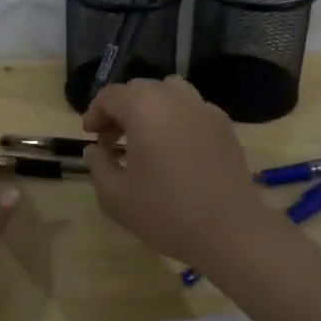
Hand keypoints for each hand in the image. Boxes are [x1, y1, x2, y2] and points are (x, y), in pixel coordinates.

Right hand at [82, 77, 281, 265]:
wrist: (230, 231)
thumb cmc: (167, 213)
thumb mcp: (116, 197)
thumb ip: (98, 166)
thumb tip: (95, 149)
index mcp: (144, 107)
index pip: (111, 95)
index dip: (95, 112)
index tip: (90, 136)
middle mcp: (174, 97)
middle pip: (139, 89)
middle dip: (120, 109)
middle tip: (111, 140)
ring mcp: (204, 108)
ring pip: (169, 92)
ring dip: (150, 107)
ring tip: (145, 137)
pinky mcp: (224, 124)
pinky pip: (193, 108)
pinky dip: (177, 117)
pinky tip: (176, 148)